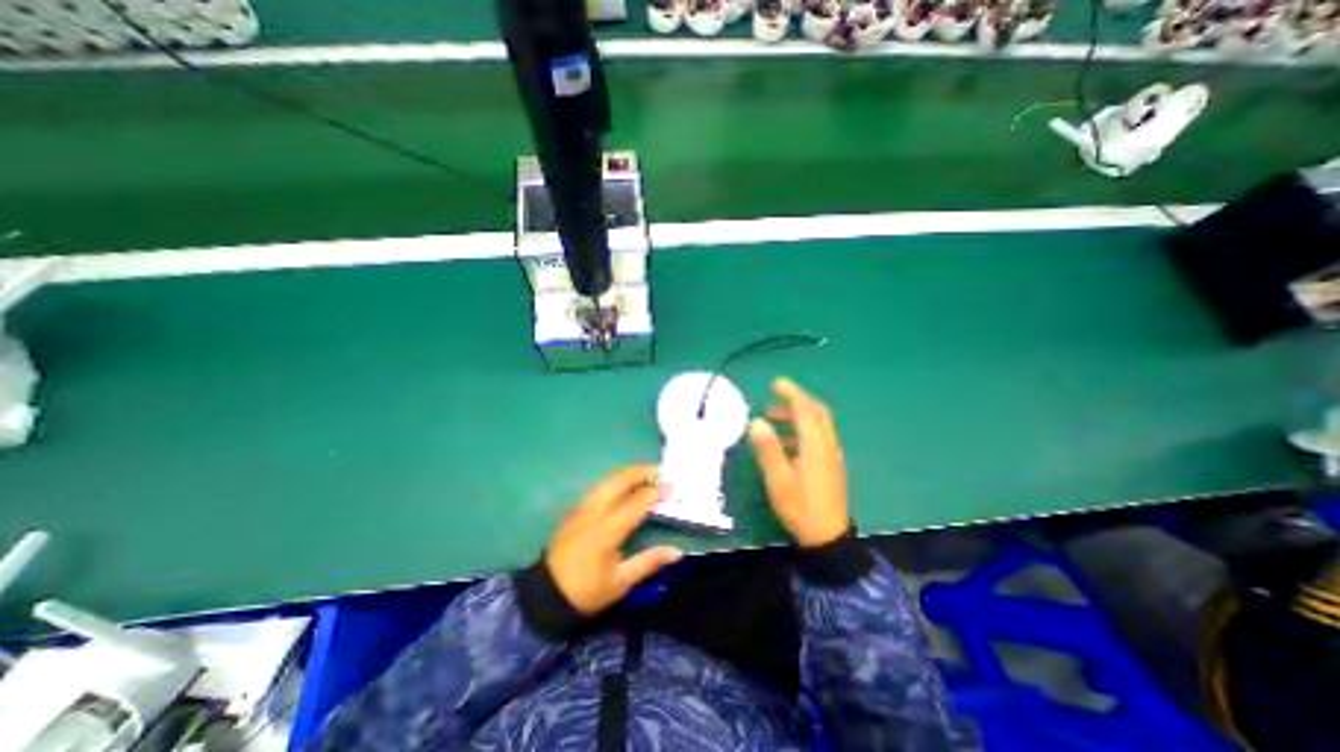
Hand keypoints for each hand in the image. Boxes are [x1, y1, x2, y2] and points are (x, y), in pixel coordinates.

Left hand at [544, 465, 682, 615]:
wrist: (547, 596)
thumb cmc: (587, 592)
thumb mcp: (621, 582)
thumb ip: (649, 562)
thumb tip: (677, 551)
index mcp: (606, 532)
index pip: (635, 504)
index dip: (654, 492)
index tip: (672, 486)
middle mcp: (593, 514)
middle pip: (617, 482)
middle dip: (639, 472)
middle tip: (659, 470)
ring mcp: (582, 509)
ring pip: (606, 481)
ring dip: (627, 473)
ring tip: (646, 472)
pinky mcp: (576, 511)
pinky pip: (599, 487)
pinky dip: (615, 480)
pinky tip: (625, 483)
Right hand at [743, 376, 845, 546]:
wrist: (828, 536)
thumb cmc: (800, 507)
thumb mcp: (779, 479)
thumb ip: (768, 449)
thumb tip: (756, 422)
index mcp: (815, 444)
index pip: (805, 409)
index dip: (791, 393)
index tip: (775, 383)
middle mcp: (827, 444)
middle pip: (816, 412)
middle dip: (797, 399)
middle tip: (775, 395)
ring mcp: (831, 454)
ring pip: (817, 424)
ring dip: (797, 415)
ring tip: (773, 417)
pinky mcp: (830, 464)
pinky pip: (817, 436)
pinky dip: (802, 429)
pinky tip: (785, 441)